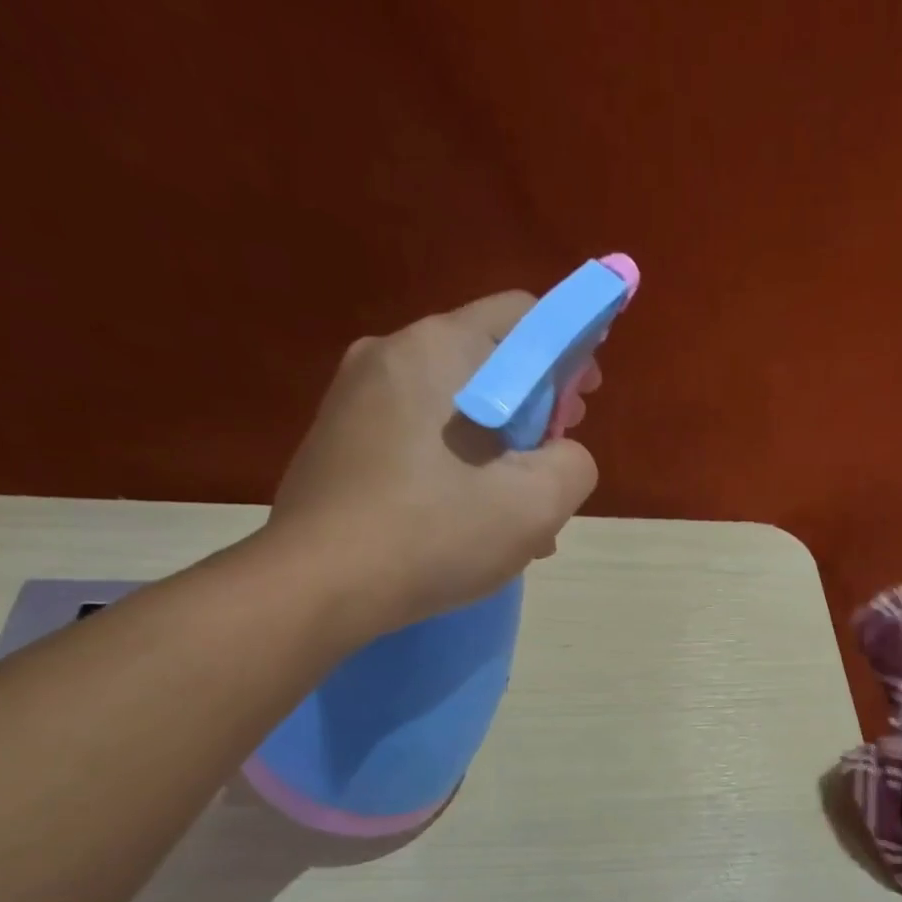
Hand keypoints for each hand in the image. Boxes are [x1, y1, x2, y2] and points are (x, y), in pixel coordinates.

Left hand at [263, 290, 600, 643]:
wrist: (318, 584)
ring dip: (496, 448)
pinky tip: (466, 519)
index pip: (527, 317)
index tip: (583, 406)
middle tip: (551, 466)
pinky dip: (455, 463)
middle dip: (534, 410)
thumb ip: (574, 464)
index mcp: (440, 348)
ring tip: (513, 512)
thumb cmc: (435, 534)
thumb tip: (559, 455)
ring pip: (454, 405)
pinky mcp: (338, 437)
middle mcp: (390, 353)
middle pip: (489, 361)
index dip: (571, 353)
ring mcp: (355, 395)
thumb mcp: (537, 504)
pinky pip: (417, 434)